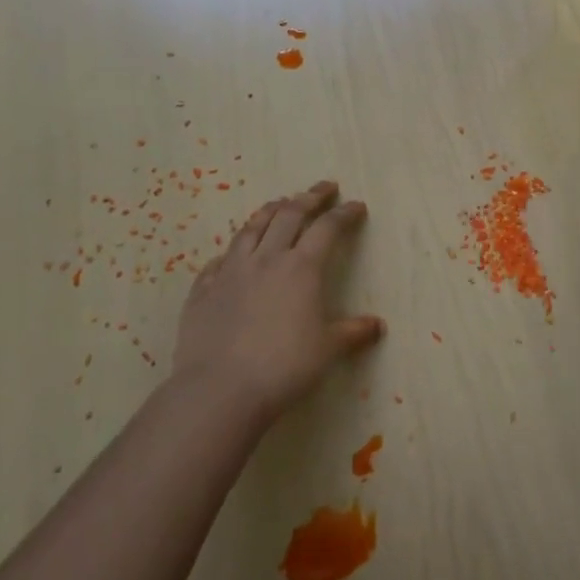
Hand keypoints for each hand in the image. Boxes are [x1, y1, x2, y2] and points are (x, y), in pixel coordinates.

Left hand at [173, 179, 383, 425]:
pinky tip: (232, 255)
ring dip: (270, 211)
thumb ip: (352, 332)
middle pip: (289, 215)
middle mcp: (267, 259)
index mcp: (302, 268)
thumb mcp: (328, 350)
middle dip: (310, 197)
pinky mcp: (202, 291)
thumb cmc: (284, 367)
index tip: (356, 206)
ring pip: (252, 229)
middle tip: (324, 188)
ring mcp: (230, 272)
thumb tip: (377, 325)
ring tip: (280, 203)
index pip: (328, 228)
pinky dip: (232, 251)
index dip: (344, 214)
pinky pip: (218, 261)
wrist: (220, 391)